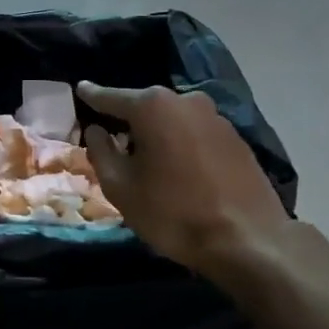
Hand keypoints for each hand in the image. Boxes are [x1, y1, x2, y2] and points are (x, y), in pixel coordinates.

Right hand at [77, 82, 295, 276]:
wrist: (248, 240)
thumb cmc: (173, 212)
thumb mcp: (121, 187)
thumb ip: (101, 151)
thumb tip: (95, 129)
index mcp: (152, 106)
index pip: (111, 97)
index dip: (93, 95)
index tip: (80, 88)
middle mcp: (186, 100)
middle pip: (145, 106)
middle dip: (127, 119)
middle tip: (111, 137)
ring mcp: (216, 117)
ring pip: (173, 119)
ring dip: (157, 133)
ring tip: (145, 158)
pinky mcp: (236, 138)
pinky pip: (195, 133)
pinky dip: (181, 144)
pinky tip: (178, 168)